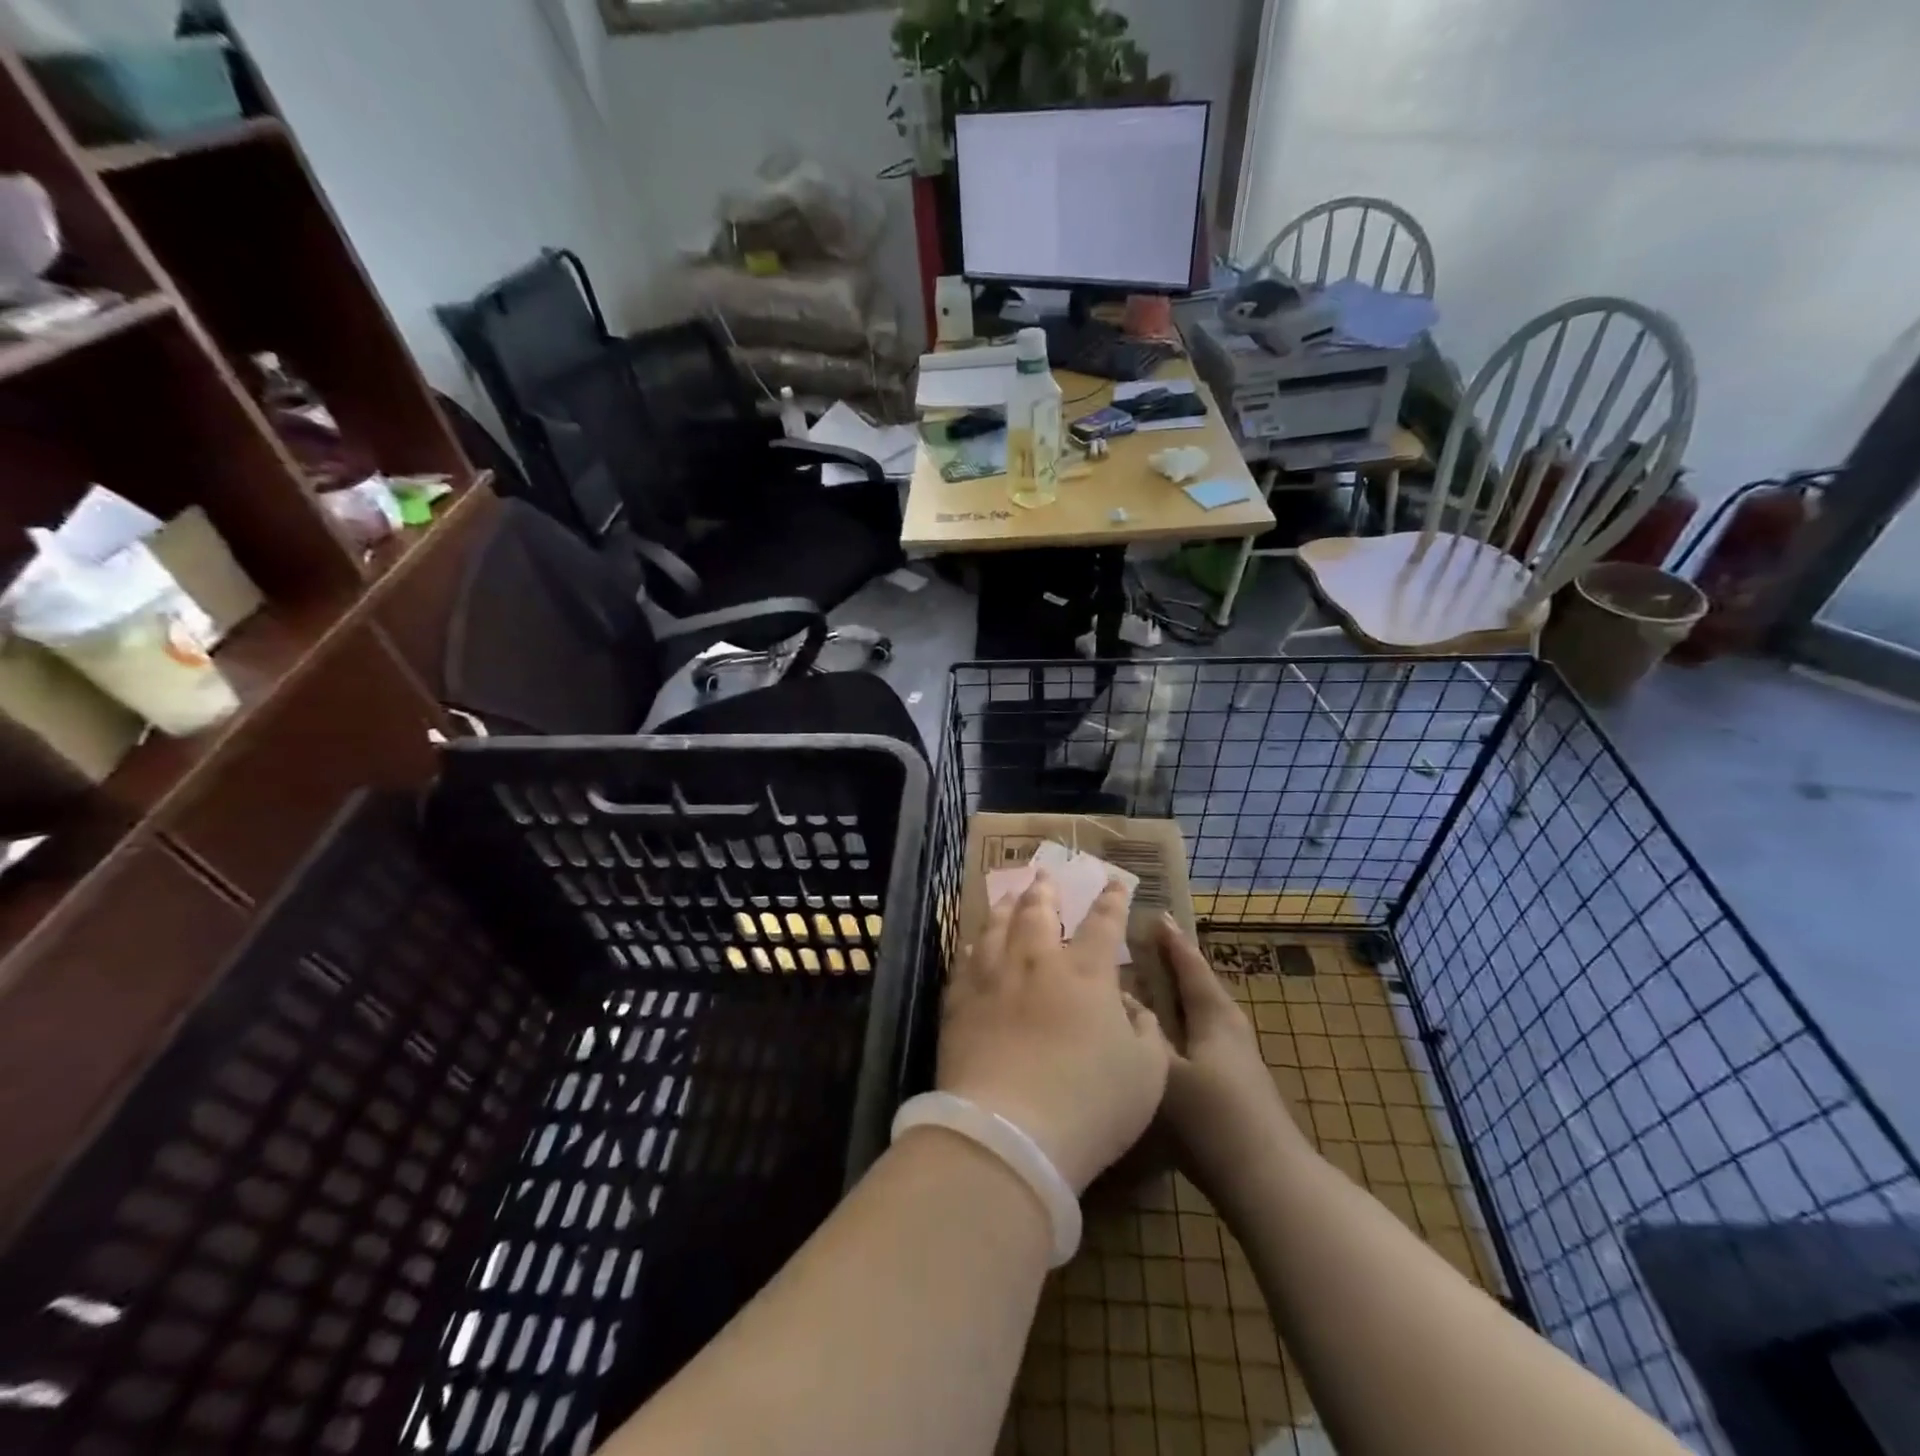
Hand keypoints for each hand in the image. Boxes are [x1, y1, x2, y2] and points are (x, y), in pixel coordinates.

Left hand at [938, 873, 1171, 1192]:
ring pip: (995, 928)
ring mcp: (993, 980)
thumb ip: (1146, 1033)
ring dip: (1004, 906)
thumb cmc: (1090, 1104)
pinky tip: (971, 944)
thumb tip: (1133, 1008)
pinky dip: (972, 947)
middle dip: (1044, 890)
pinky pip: (965, 963)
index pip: (1103, 924)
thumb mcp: (1147, 1074)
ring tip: (1007, 895)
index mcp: (1086, 974)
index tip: (1111, 881)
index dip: (1111, 901)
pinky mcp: (960, 1004)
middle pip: (1037, 912)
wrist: (1010, 1133)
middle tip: (1043, 874)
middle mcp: (1037, 963)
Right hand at [1158, 916, 1307, 1207]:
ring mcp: (1233, 1056)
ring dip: (1172, 995)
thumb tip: (1118, 997)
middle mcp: (1227, 1026)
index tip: (1154, 914)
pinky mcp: (1231, 1082)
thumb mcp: (1164, 1071)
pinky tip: (1157, 1037)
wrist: (1266, 1179)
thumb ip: (1140, 1033)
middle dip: (1170, 964)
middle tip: (1139, 946)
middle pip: (1196, 984)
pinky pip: (1197, 1034)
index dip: (1170, 940)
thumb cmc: (1213, 1117)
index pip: (1189, 964)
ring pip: (1197, 1011)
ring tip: (1141, 986)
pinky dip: (1177, 1022)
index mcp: (1214, 1013)